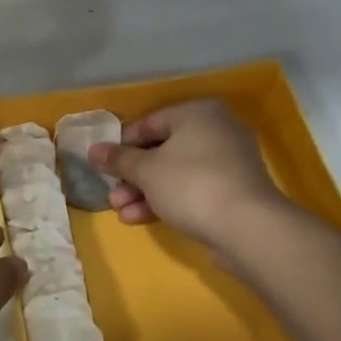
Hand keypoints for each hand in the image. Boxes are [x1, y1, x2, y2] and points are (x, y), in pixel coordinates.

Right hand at [90, 100, 292, 252]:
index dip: (122, 144)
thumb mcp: (146, 170)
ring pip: (175, 173)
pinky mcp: (232, 191)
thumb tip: (93, 150)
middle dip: (132, 176)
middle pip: (162, 150)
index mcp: (197, 113)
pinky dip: (166, 201)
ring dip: (144, 192)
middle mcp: (216, 130)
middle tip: (112, 193)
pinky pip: (191, 190)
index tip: (103, 164)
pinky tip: (139, 219)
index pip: (150, 122)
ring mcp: (228, 162)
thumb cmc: (191, 184)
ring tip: (121, 211)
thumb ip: (118, 159)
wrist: (247, 227)